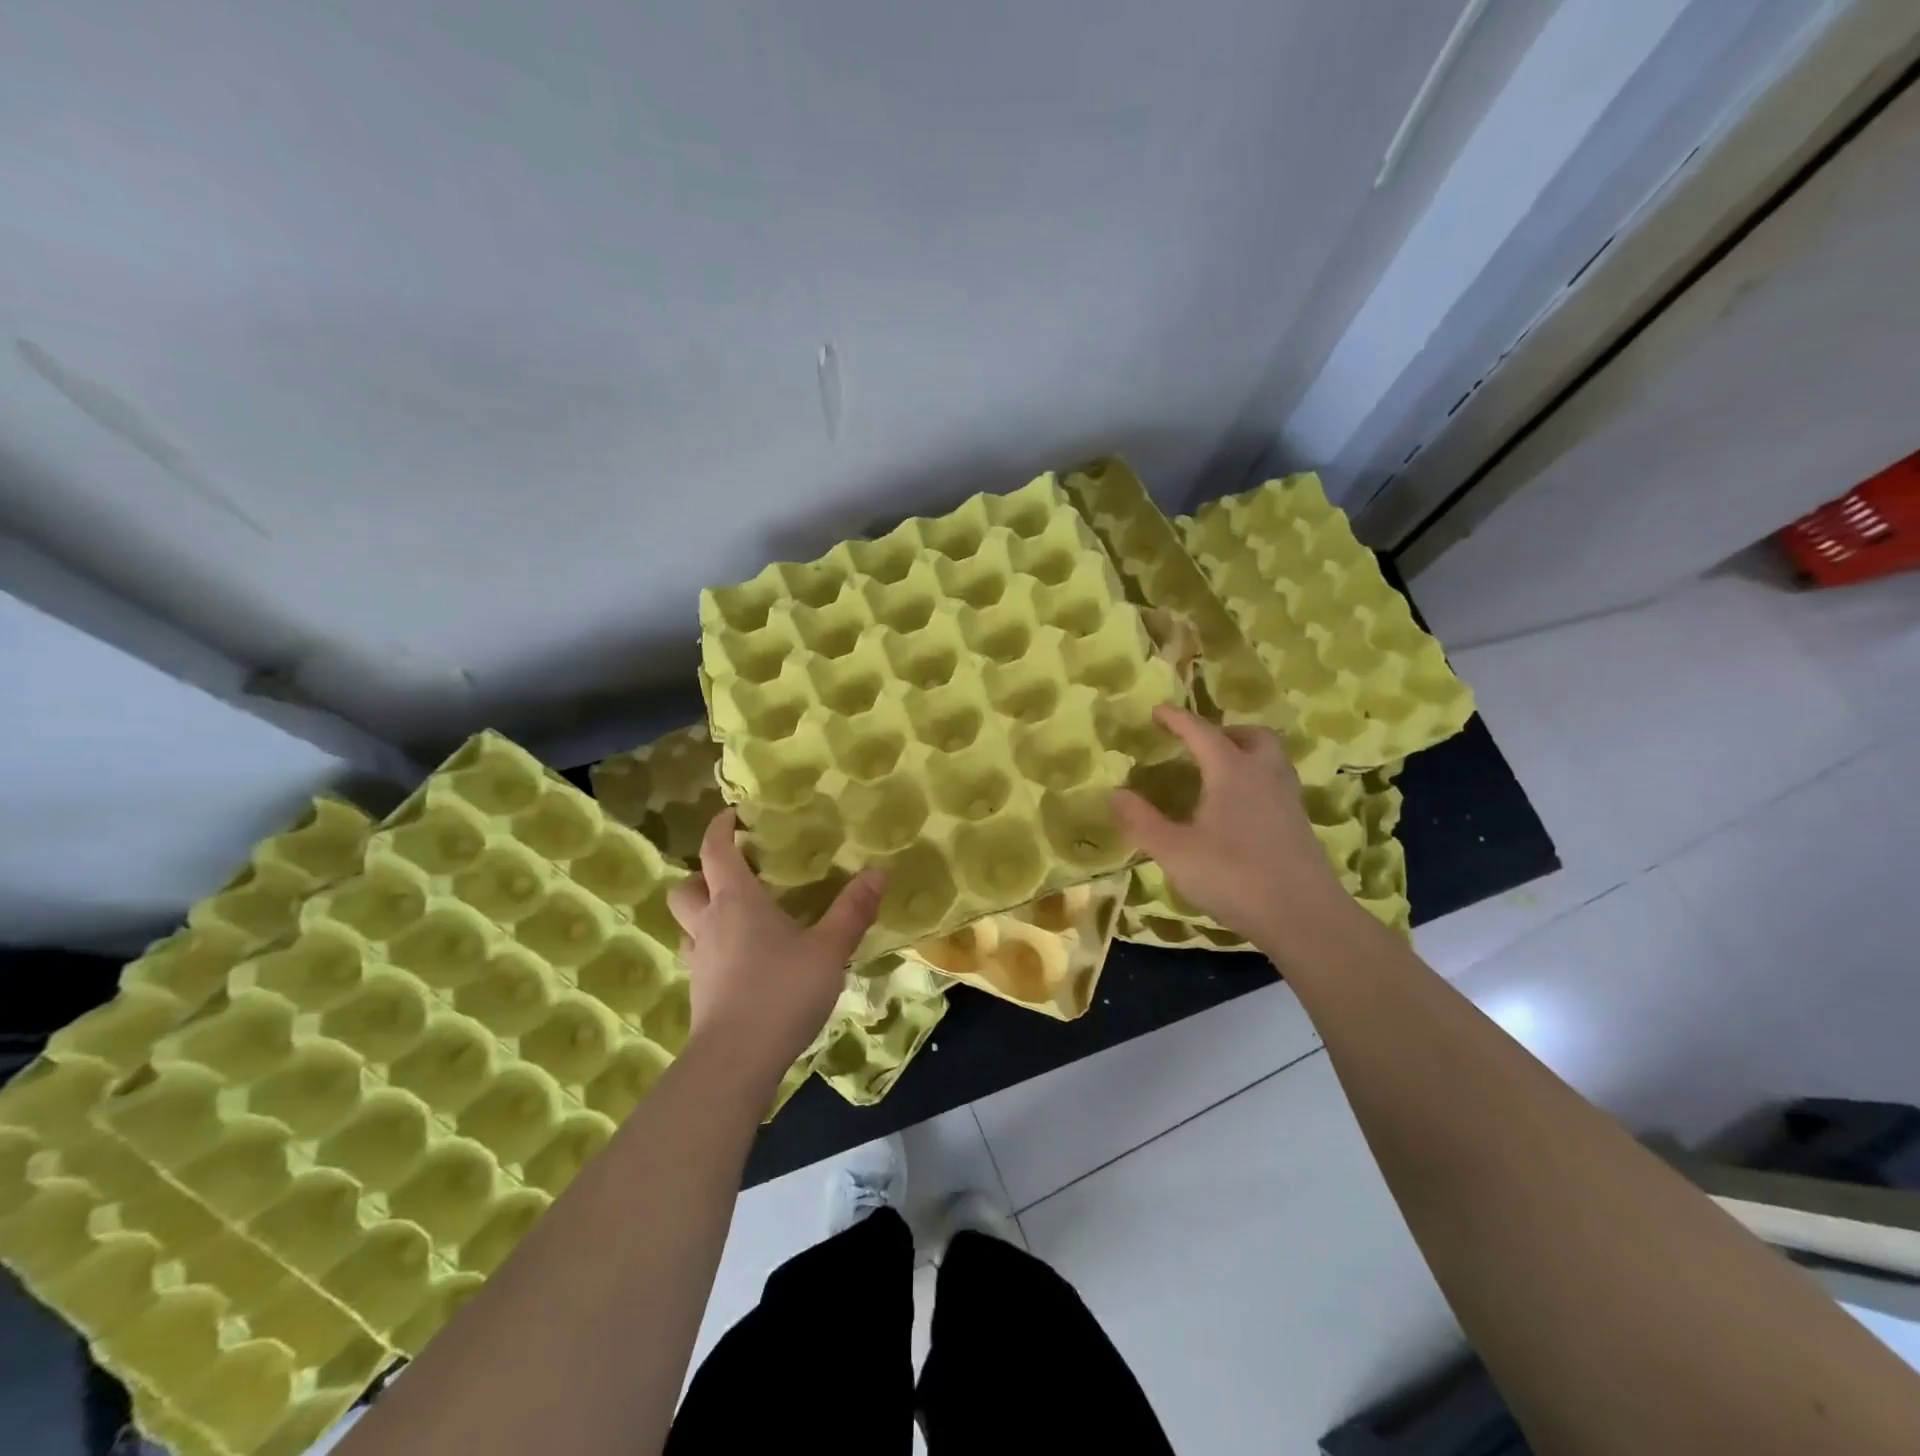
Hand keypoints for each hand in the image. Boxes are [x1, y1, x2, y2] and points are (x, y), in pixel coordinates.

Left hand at [667, 811, 885, 1088]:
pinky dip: (714, 948)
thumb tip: (878, 871)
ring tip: (737, 918)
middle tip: (734, 875)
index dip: (720, 829)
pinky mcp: (700, 993)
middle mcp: (709, 924)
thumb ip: (853, 910)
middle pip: (686, 888)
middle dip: (702, 875)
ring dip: (703, 914)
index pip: (715, 852)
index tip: (732, 816)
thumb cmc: (782, 991)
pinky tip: (743, 962)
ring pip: (686, 925)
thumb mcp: (829, 948)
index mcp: (736, 902)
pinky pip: (699, 957)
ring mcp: (700, 961)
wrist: (736, 1061)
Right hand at [1111, 705, 1359, 958]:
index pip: (1201, 732)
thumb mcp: (1174, 851)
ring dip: (1245, 754)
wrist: (1303, 916)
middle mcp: (1264, 775)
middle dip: (1224, 732)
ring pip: (1270, 759)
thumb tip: (1115, 793)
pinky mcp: (1300, 824)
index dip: (1177, 719)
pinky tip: (1240, 810)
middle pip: (1251, 735)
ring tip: (1219, 774)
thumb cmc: (1232, 876)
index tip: (1158, 711)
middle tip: (1200, 745)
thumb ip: (1141, 821)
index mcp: (1231, 771)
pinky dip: (1256, 782)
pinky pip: (1277, 784)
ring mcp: (1288, 799)